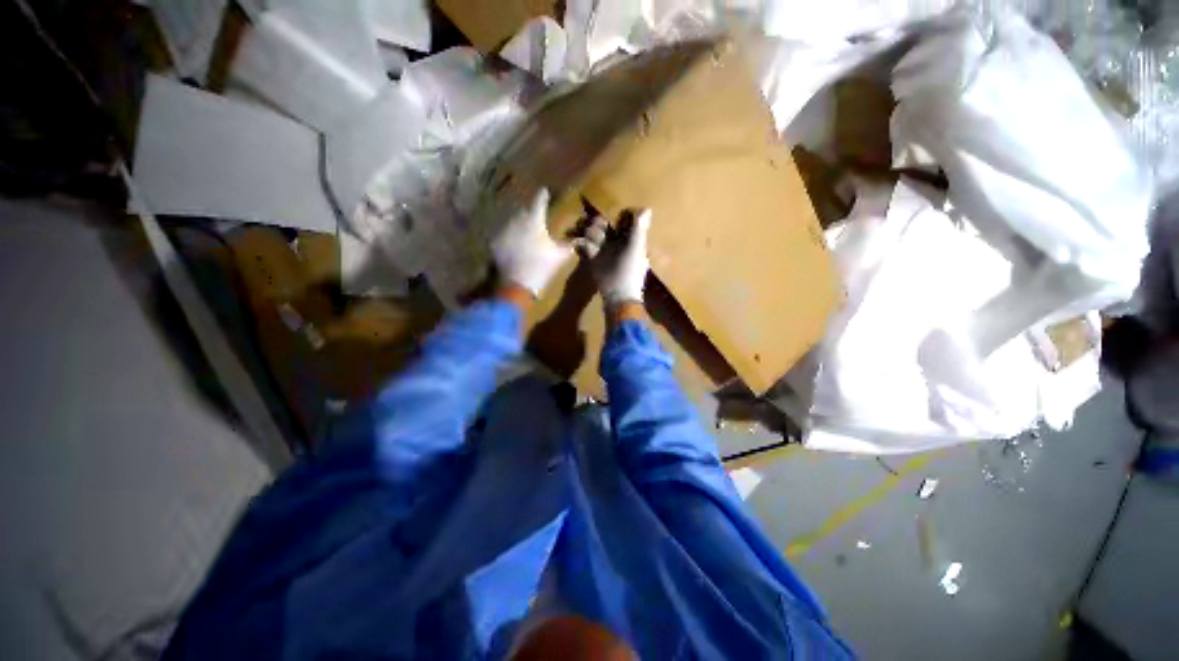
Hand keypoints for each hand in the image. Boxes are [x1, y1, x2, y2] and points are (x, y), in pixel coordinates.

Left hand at [491, 189, 573, 296]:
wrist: (518, 285)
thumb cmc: (542, 267)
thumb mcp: (560, 256)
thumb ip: (570, 245)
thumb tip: (580, 240)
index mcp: (534, 220)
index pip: (539, 200)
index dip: (543, 195)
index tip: (545, 192)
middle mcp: (516, 220)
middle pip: (524, 211)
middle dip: (531, 214)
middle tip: (537, 221)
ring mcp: (503, 230)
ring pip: (512, 222)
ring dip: (519, 225)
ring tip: (525, 234)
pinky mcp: (495, 242)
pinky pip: (504, 235)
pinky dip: (510, 237)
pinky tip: (515, 246)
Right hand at [573, 208, 651, 307]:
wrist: (618, 298)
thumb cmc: (629, 273)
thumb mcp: (635, 249)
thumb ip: (638, 230)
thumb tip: (647, 208)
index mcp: (630, 239)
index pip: (622, 220)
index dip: (615, 215)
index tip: (608, 212)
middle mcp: (617, 243)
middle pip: (605, 225)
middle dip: (596, 223)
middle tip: (589, 225)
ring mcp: (603, 252)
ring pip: (593, 235)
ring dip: (586, 231)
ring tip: (580, 232)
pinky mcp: (592, 260)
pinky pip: (585, 246)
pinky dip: (580, 243)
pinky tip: (575, 242)